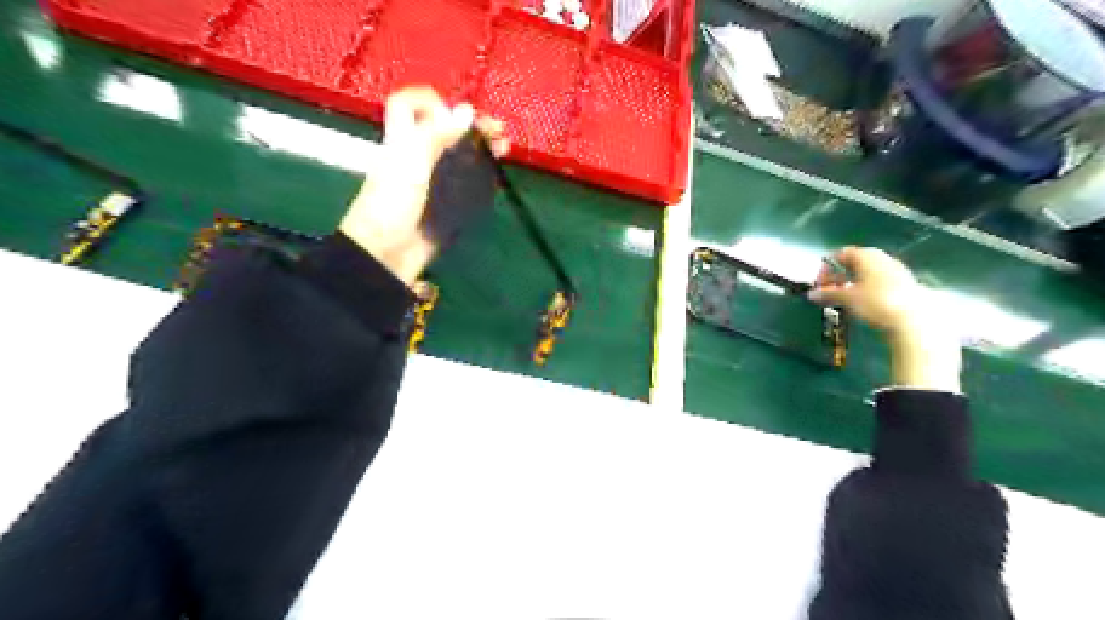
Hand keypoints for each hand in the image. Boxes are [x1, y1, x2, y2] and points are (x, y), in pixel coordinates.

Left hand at [342, 88, 507, 284]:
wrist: (386, 254)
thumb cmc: (392, 203)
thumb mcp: (410, 162)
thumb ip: (435, 135)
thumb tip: (466, 111)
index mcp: (401, 141)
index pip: (408, 105)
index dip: (430, 101)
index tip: (457, 114)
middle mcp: (417, 157)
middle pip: (443, 130)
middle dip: (471, 126)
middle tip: (498, 132)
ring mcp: (432, 182)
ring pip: (458, 156)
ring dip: (481, 149)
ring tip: (504, 151)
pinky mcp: (444, 205)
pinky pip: (465, 184)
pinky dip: (481, 176)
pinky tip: (496, 176)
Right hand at [809, 247, 962, 391]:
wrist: (913, 319)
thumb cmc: (876, 302)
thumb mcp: (848, 298)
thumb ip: (828, 294)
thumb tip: (811, 294)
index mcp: (866, 255)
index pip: (840, 254)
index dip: (826, 268)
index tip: (818, 284)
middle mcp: (882, 258)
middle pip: (854, 262)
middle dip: (838, 276)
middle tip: (828, 291)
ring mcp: (895, 270)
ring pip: (867, 272)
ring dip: (851, 283)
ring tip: (843, 298)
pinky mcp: (904, 283)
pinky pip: (878, 281)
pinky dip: (865, 288)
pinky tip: (862, 302)